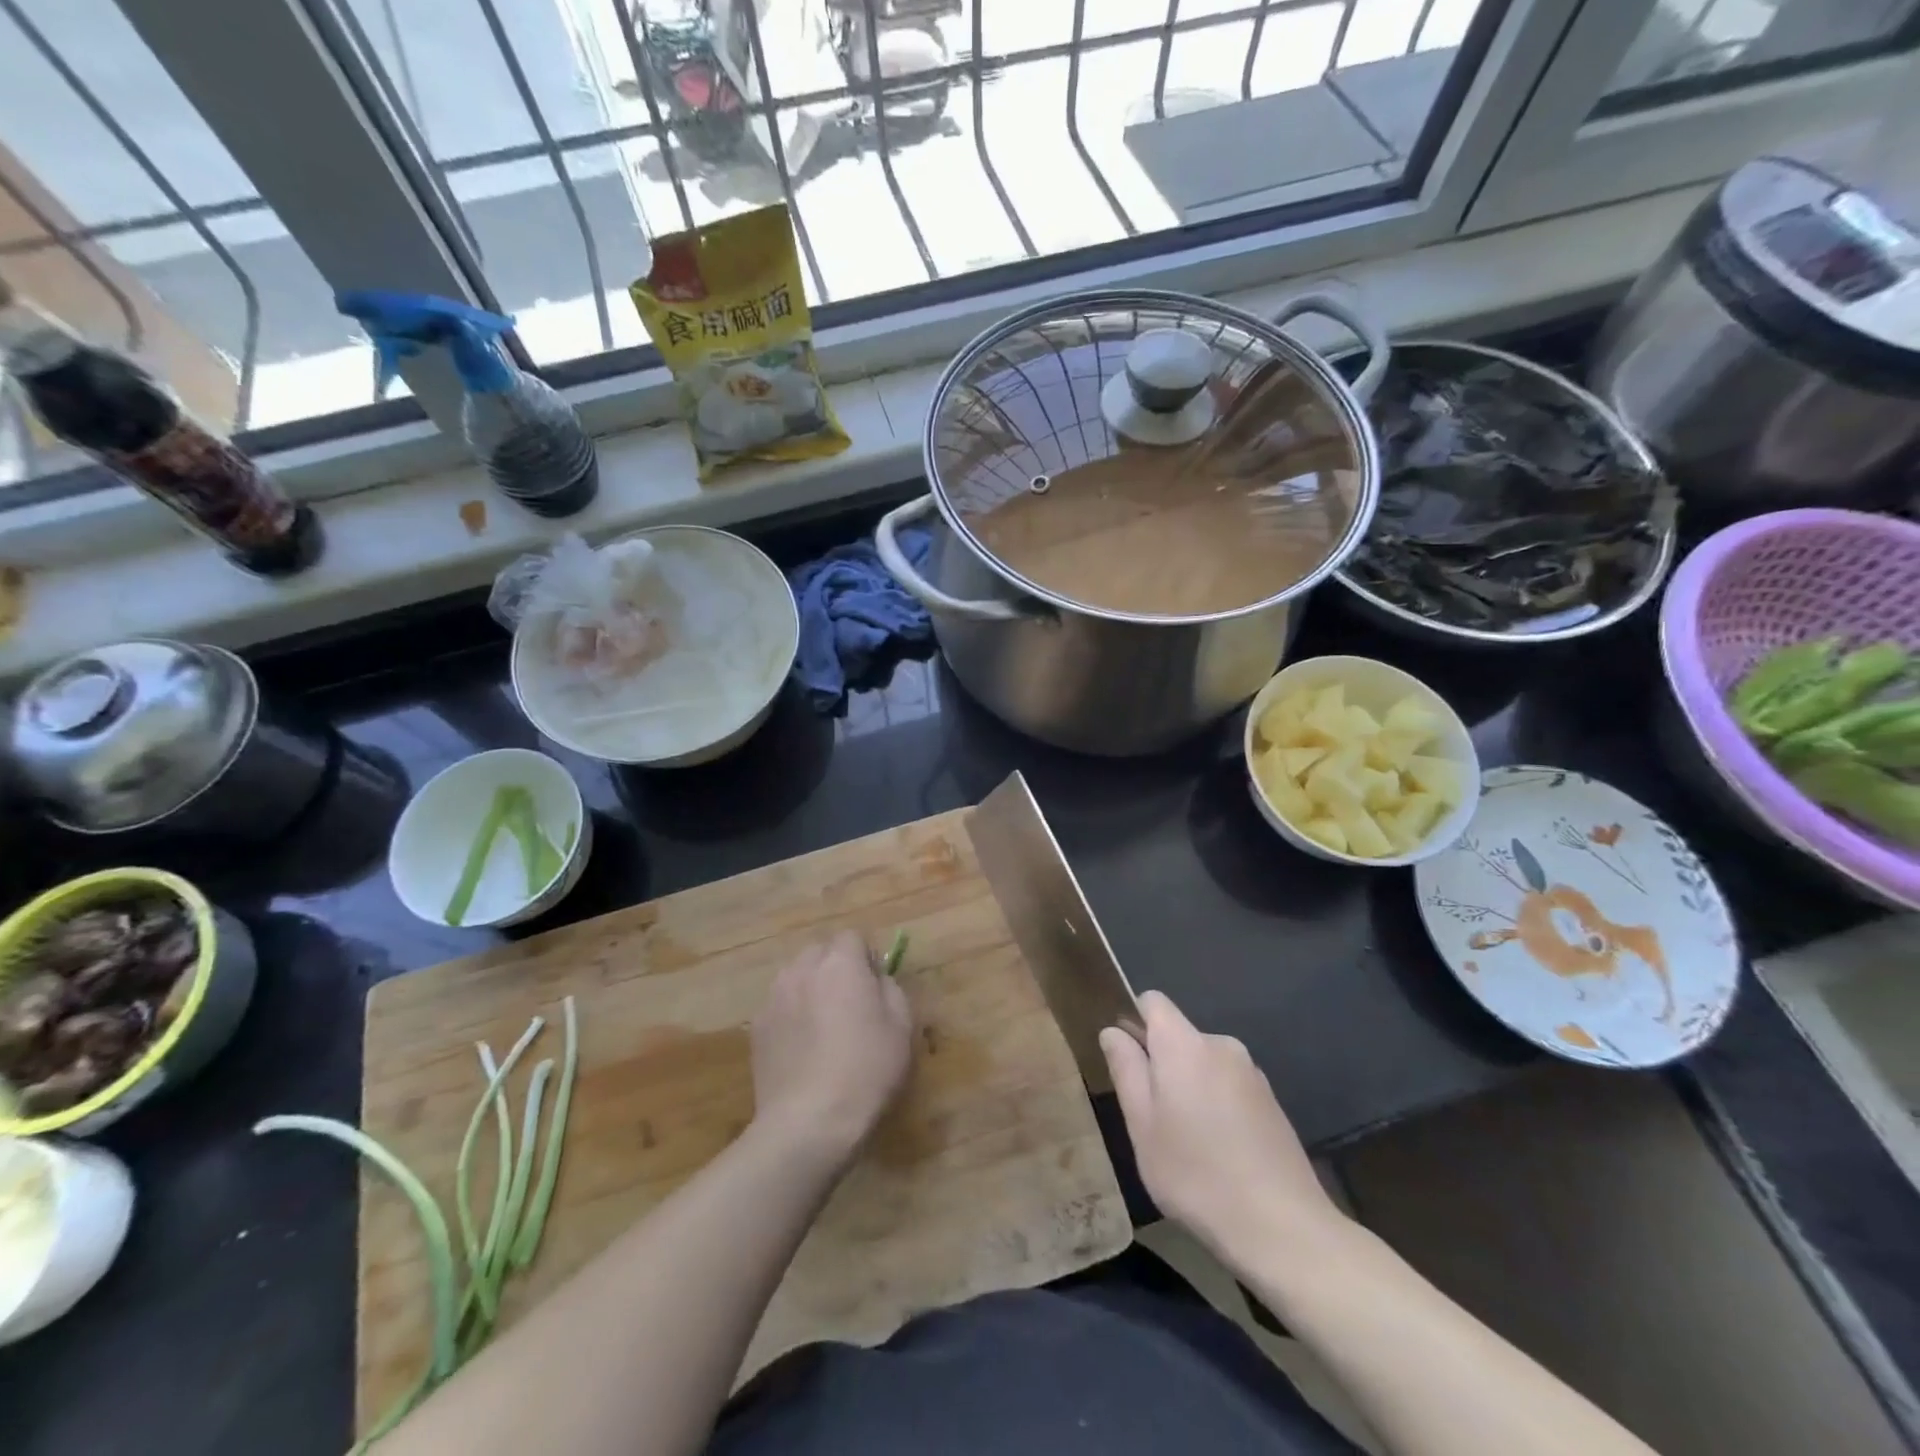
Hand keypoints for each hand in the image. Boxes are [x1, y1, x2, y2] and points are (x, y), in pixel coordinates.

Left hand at [750, 931, 912, 1163]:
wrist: (808, 1123)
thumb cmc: (866, 1070)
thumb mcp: (902, 1027)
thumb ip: (890, 989)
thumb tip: (875, 979)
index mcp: (840, 963)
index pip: (851, 937)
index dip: (865, 957)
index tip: (875, 986)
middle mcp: (802, 969)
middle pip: (819, 952)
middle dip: (835, 967)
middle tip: (851, 1004)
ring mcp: (773, 997)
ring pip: (796, 977)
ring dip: (811, 988)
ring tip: (824, 1026)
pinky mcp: (756, 1027)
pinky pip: (780, 1005)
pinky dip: (792, 1015)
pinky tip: (802, 1049)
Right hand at [1101, 991, 1346, 1263]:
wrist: (1283, 1228)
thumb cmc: (1196, 1174)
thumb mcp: (1143, 1125)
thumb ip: (1126, 1070)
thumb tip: (1113, 1031)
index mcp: (1184, 1044)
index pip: (1152, 1001)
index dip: (1132, 1020)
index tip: (1126, 1061)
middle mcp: (1221, 1045)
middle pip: (1178, 1036)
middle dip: (1161, 1064)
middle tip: (1151, 1118)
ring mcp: (1252, 1073)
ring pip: (1203, 1064)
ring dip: (1189, 1087)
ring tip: (1186, 1142)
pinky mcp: (1272, 1101)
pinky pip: (1229, 1086)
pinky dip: (1216, 1105)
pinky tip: (1219, 1153)